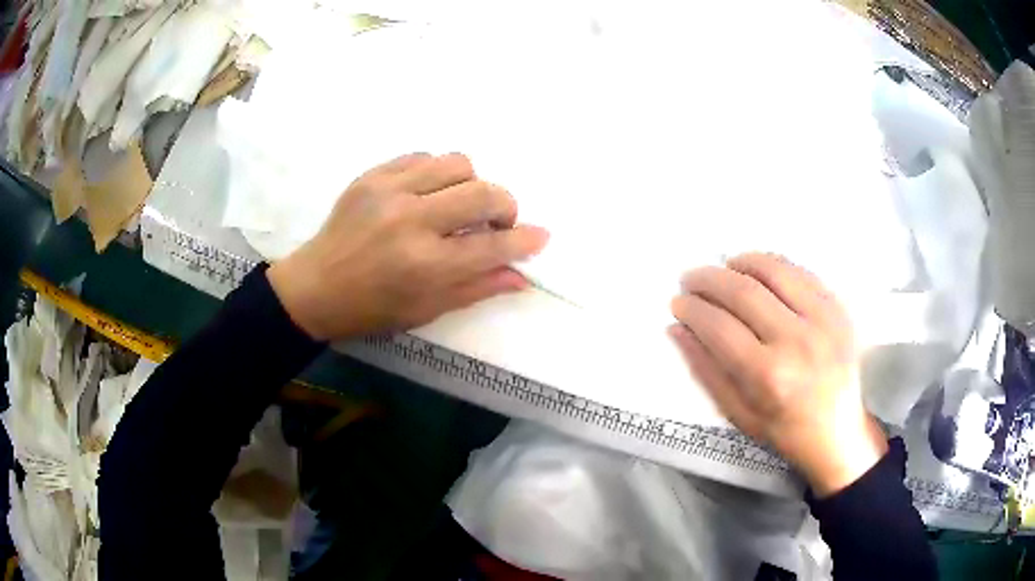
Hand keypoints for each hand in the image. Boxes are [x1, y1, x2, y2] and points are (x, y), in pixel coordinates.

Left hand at [268, 153, 548, 340]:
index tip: (540, 236)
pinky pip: (422, 156)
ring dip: (471, 183)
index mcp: (425, 266)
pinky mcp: (372, 175)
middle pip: (483, 194)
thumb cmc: (372, 309)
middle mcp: (411, 222)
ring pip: (457, 163)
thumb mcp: (426, 309)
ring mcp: (389, 192)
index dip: (524, 240)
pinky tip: (429, 192)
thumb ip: (477, 288)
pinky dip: (437, 173)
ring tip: (460, 203)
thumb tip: (521, 275)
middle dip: (505, 206)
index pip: (492, 246)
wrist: (315, 288)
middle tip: (498, 221)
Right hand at [669, 253, 885, 496]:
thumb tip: (678, 329)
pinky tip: (758, 270)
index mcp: (768, 376)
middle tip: (691, 278)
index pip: (719, 326)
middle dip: (709, 279)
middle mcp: (797, 341)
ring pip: (774, 270)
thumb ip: (706, 371)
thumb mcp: (738, 414)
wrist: (839, 433)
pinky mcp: (838, 309)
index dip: (692, 309)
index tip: (678, 303)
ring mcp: (822, 320)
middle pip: (743, 291)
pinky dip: (774, 265)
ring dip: (741, 262)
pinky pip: (801, 272)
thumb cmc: (784, 431)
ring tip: (724, 267)